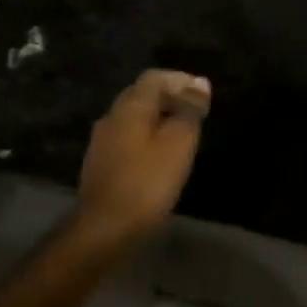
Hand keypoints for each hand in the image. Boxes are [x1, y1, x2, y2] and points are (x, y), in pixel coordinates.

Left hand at [75, 69, 210, 249]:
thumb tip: (199, 84)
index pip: (154, 78)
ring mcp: (103, 142)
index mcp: (129, 108)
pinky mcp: (102, 165)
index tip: (204, 94)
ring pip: (134, 119)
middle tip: (197, 112)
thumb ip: (189, 110)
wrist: (106, 228)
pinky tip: (162, 155)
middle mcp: (111, 118)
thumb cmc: (147, 182)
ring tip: (184, 133)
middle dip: (170, 98)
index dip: (180, 80)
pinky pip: (129, 139)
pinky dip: (149, 138)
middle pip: (141, 95)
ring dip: (160, 119)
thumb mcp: (178, 143)